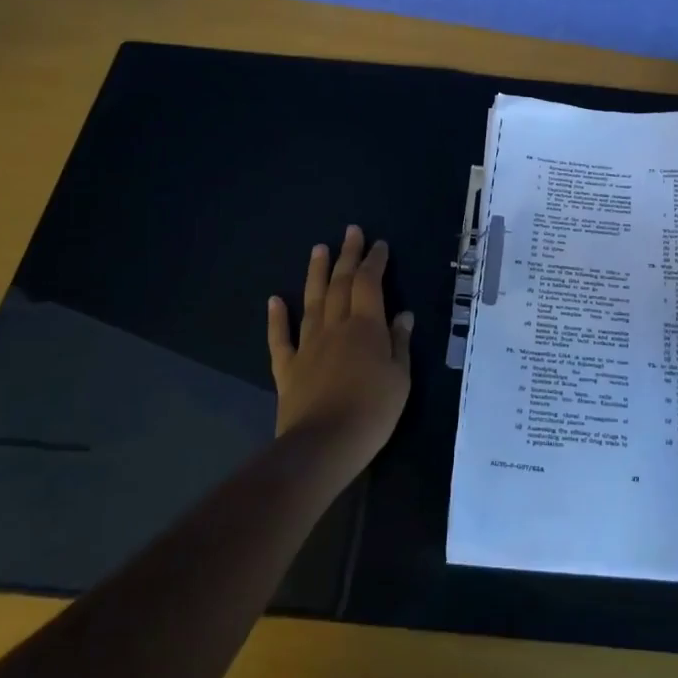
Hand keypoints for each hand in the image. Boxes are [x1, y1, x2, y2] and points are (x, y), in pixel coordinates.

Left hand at [266, 225, 412, 471]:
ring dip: (315, 273)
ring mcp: (308, 346)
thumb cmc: (372, 412)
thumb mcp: (400, 378)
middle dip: (347, 256)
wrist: (323, 445)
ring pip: (311, 301)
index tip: (379, 244)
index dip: (374, 261)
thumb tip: (402, 314)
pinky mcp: (288, 368)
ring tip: (318, 249)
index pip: (370, 284)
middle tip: (350, 231)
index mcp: (366, 327)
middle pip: (340, 284)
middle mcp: (335, 327)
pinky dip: (277, 317)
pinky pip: (281, 338)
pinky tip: (274, 299)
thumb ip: (400, 343)